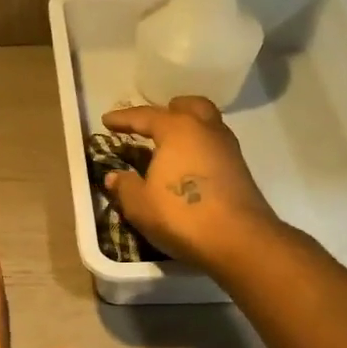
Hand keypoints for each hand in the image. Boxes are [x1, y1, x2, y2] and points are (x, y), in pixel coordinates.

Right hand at [101, 96, 285, 271]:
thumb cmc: (181, 215)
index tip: (107, 120)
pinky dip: (199, 147)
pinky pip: (214, 145)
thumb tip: (114, 176)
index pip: (145, 116)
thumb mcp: (139, 204)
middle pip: (187, 107)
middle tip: (151, 125)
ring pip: (206, 124)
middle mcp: (205, 130)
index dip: (123, 118)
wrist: (238, 240)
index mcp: (177, 129)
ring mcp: (227, 148)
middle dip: (168, 111)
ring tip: (169, 146)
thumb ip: (124, 186)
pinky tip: (188, 165)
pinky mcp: (239, 168)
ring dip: (187, 128)